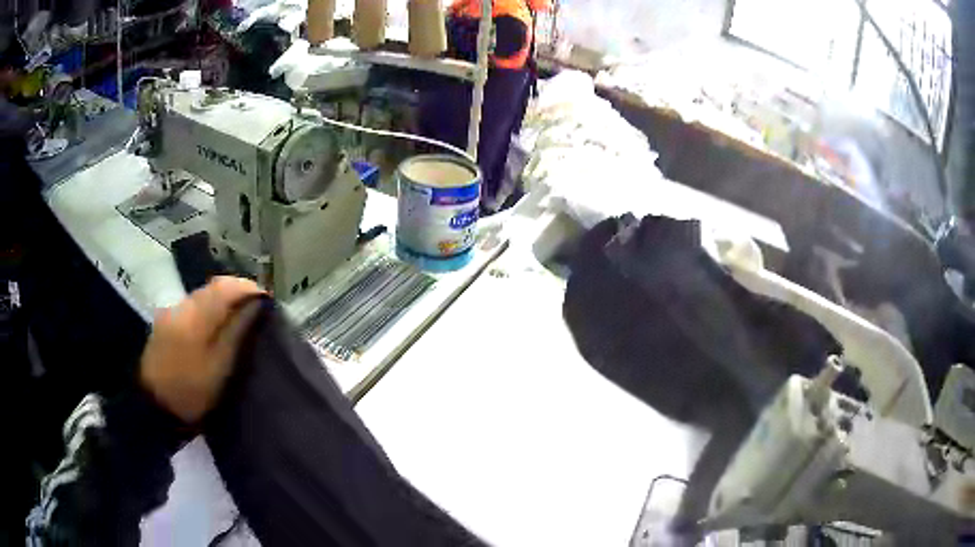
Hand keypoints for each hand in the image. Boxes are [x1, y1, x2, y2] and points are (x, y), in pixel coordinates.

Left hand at [140, 277, 265, 423]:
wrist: (154, 406)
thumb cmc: (192, 391)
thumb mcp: (220, 366)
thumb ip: (237, 331)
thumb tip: (256, 306)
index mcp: (195, 316)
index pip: (225, 287)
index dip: (248, 288)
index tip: (266, 301)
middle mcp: (181, 305)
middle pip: (212, 287)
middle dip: (236, 292)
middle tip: (256, 309)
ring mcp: (170, 312)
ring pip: (202, 295)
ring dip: (222, 300)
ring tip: (239, 317)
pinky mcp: (165, 321)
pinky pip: (192, 305)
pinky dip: (208, 309)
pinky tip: (215, 325)